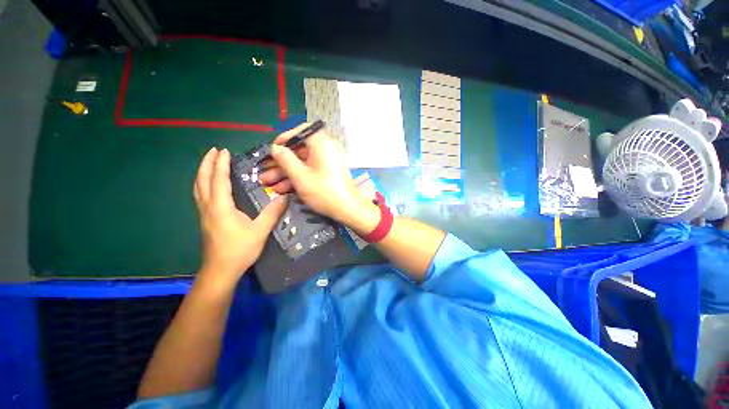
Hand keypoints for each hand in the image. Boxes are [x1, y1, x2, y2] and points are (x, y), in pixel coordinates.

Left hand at [194, 148, 286, 283]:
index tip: (224, 150)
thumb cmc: (240, 249)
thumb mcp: (260, 231)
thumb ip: (272, 213)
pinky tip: (209, 185)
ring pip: (198, 187)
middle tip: (214, 150)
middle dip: (207, 163)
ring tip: (209, 162)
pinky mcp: (205, 219)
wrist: (221, 270)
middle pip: (203, 180)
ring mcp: (204, 214)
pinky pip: (200, 195)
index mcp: (221, 207)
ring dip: (202, 172)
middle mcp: (208, 207)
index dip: (221, 164)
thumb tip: (284, 197)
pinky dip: (203, 183)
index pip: (219, 179)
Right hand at [259, 123, 378, 231]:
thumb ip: (285, 159)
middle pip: (299, 151)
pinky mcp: (327, 174)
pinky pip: (310, 171)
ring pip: (302, 163)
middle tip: (263, 171)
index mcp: (321, 143)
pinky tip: (281, 189)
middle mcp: (325, 150)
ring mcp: (327, 163)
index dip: (285, 139)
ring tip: (267, 183)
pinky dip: (297, 178)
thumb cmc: (323, 191)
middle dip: (279, 162)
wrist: (347, 209)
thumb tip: (275, 148)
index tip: (272, 149)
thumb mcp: (300, 176)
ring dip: (285, 173)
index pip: (301, 132)